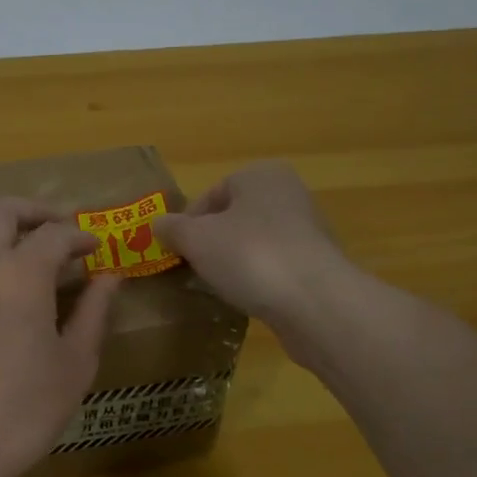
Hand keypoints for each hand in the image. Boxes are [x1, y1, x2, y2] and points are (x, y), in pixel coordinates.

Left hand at [0, 199, 120, 476]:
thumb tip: (110, 277)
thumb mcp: (75, 365)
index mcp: (22, 273)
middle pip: (0, 210)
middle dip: (31, 211)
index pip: (55, 235)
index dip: (79, 236)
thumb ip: (94, 313)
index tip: (92, 248)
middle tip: (51, 226)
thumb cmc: (23, 410)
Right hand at [155, 161, 345, 323]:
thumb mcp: (196, 239)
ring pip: (255, 243)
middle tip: (194, 268)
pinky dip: (259, 279)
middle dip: (212, 242)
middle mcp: (289, 194)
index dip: (188, 223)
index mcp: (261, 175)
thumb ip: (173, 229)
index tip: (177, 250)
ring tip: (220, 286)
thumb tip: (158, 224)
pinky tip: (248, 298)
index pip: (212, 194)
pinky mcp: (318, 265)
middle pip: (235, 218)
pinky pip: (275, 267)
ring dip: (235, 262)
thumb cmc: (250, 255)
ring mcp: (308, 230)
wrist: (315, 301)